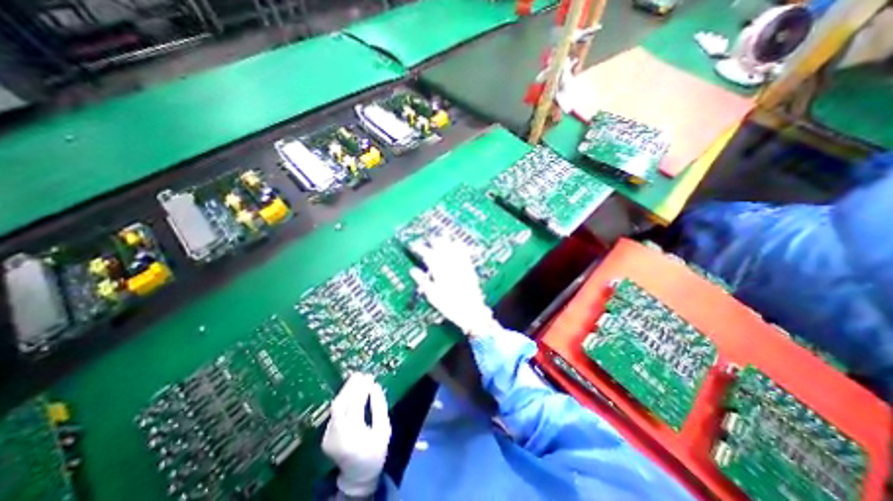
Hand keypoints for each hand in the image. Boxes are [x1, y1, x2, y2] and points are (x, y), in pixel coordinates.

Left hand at [324, 374, 389, 494]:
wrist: (358, 475)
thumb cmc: (375, 451)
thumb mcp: (383, 429)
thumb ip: (379, 407)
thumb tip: (375, 386)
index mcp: (353, 436)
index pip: (355, 405)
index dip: (362, 389)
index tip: (370, 377)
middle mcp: (336, 436)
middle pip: (340, 404)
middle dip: (350, 386)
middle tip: (361, 374)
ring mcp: (328, 437)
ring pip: (335, 407)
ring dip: (345, 391)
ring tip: (356, 378)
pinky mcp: (325, 436)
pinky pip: (334, 412)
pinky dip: (343, 399)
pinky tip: (351, 391)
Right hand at [408, 236, 499, 338]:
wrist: (472, 311)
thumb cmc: (450, 306)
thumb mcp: (433, 296)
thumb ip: (423, 282)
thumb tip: (413, 270)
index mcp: (440, 273)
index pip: (428, 257)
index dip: (421, 250)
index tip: (415, 246)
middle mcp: (451, 267)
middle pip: (442, 250)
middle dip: (435, 242)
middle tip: (430, 237)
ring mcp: (461, 267)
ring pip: (453, 250)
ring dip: (448, 242)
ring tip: (443, 234)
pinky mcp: (469, 269)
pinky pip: (465, 255)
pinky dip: (461, 248)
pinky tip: (459, 243)